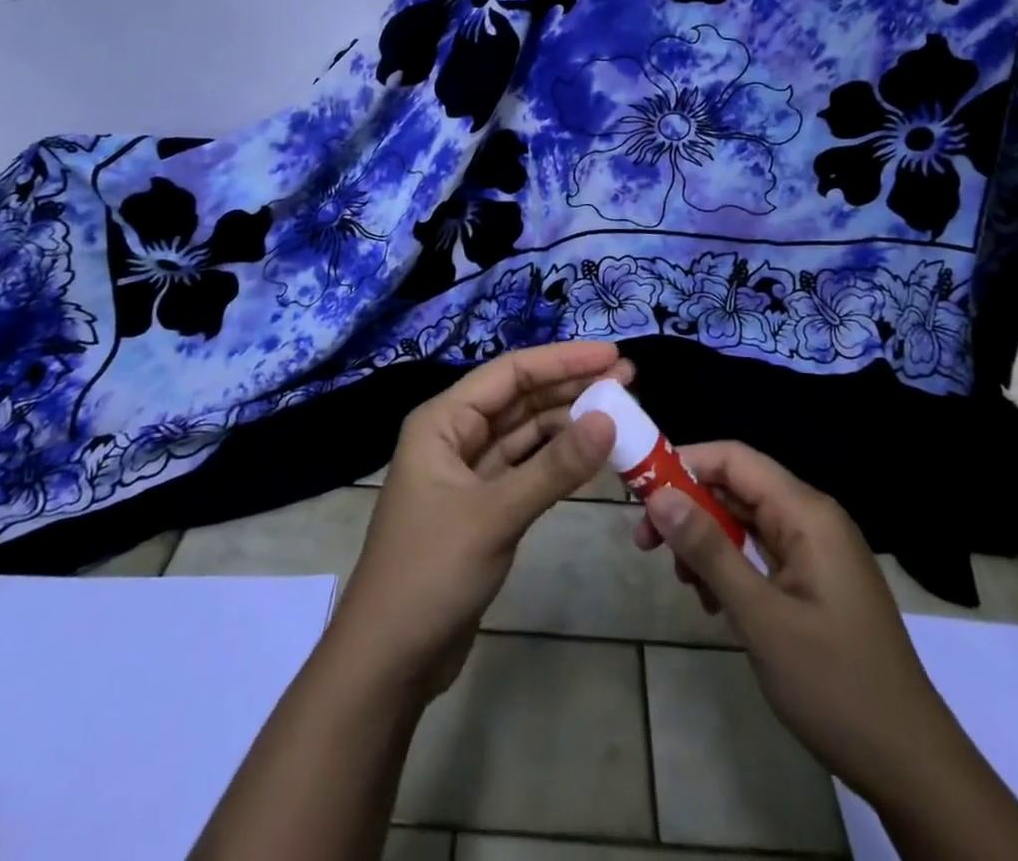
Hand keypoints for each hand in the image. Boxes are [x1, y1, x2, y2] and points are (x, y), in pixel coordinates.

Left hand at [330, 341, 624, 700]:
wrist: (389, 662)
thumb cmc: (430, 573)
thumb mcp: (495, 515)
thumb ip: (554, 468)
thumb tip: (609, 419)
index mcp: (442, 421)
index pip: (510, 373)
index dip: (562, 360)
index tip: (612, 354)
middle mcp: (454, 436)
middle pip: (520, 398)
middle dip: (571, 387)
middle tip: (628, 379)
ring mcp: (469, 472)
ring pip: (526, 433)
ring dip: (569, 422)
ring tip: (620, 410)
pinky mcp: (483, 507)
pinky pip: (527, 468)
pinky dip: (558, 460)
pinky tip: (593, 453)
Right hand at [632, 441, 944, 788]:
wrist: (911, 763)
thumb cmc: (835, 684)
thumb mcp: (760, 617)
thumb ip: (709, 550)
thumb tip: (658, 495)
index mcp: (806, 513)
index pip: (734, 459)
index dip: (684, 463)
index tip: (641, 490)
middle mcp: (813, 518)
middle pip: (737, 488)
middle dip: (689, 508)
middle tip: (646, 542)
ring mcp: (817, 550)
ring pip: (745, 521)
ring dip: (707, 542)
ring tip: (682, 582)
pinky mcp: (816, 579)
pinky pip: (762, 552)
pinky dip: (731, 566)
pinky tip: (714, 602)